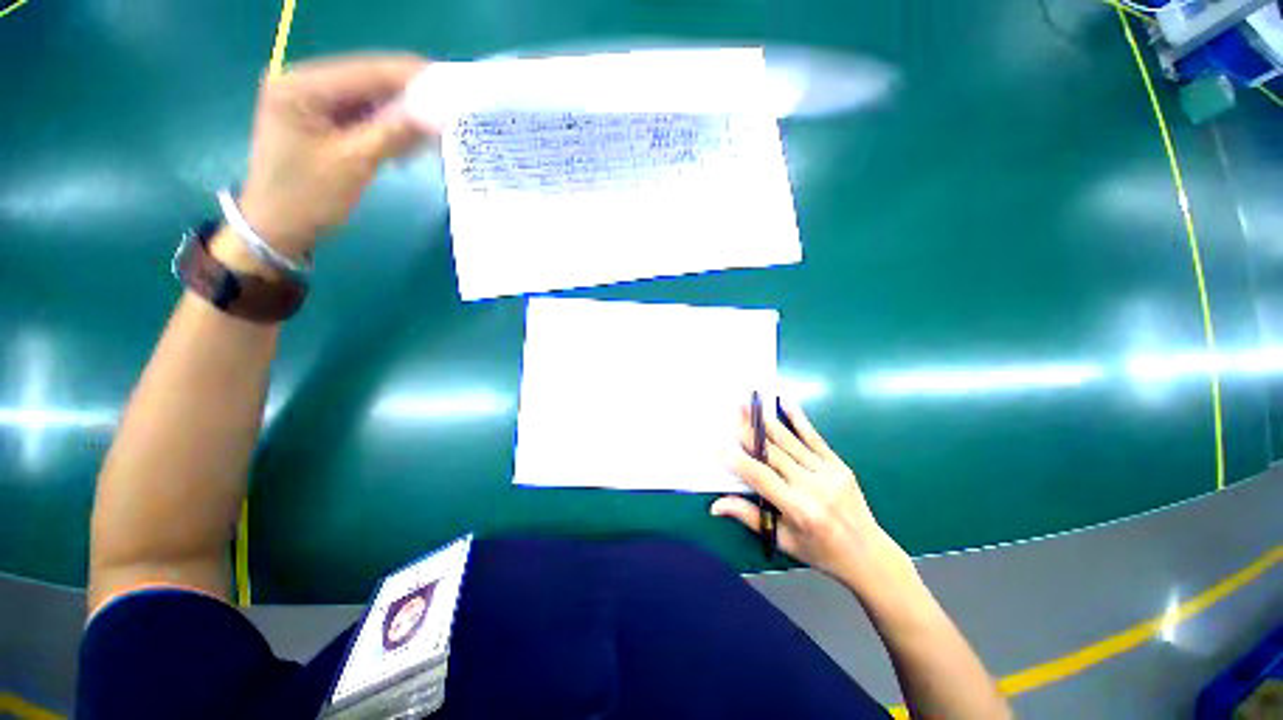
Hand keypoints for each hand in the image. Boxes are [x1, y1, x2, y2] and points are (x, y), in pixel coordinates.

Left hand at [237, 54, 430, 259]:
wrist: (276, 228)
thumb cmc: (307, 198)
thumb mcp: (353, 164)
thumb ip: (394, 134)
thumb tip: (438, 116)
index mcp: (301, 85)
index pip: (367, 71)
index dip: (411, 77)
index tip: (452, 88)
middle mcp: (303, 81)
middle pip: (368, 80)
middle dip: (409, 95)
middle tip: (449, 111)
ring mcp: (310, 99)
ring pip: (368, 97)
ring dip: (402, 112)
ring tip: (437, 127)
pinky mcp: (319, 118)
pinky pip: (362, 113)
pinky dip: (388, 125)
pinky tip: (410, 138)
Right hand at [711, 399, 912, 594]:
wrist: (868, 554)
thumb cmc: (820, 551)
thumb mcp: (783, 540)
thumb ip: (749, 516)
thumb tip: (715, 506)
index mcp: (798, 509)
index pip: (760, 476)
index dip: (737, 459)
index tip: (718, 445)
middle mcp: (813, 487)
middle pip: (772, 453)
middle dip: (748, 431)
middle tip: (730, 412)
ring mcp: (828, 472)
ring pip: (790, 441)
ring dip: (766, 421)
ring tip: (749, 403)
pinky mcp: (839, 465)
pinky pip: (815, 438)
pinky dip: (798, 419)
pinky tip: (785, 402)